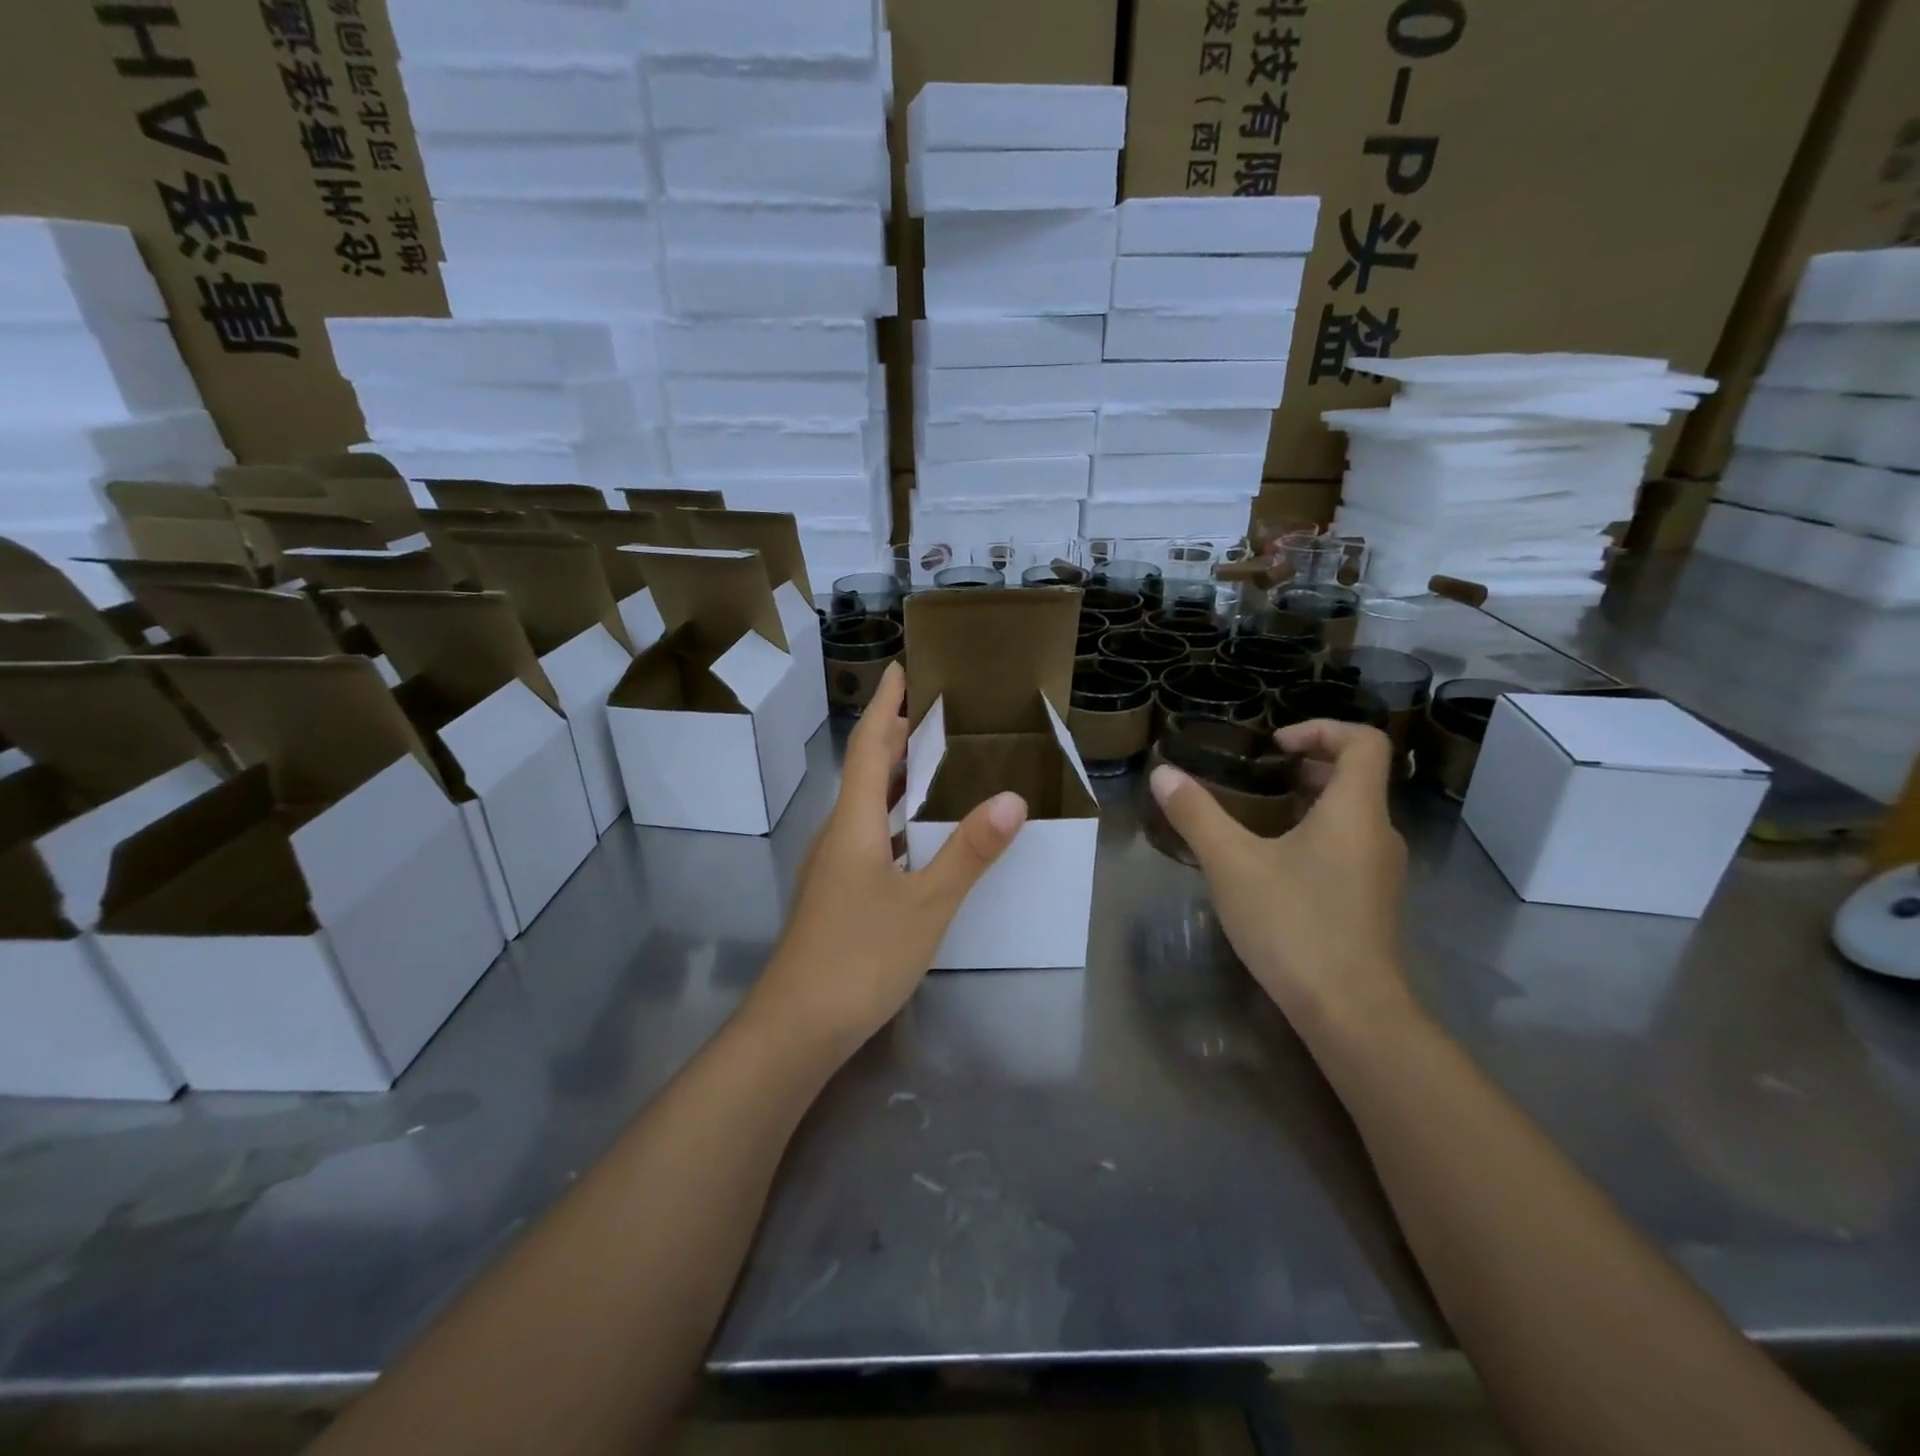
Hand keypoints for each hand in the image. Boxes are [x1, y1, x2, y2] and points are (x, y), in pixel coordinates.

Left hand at [748, 662, 1027, 1059]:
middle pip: (865, 772)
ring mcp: (833, 867)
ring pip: (866, 807)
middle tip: (931, 712)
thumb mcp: (927, 904)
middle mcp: (838, 835)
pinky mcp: (837, 894)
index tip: (900, 670)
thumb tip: (1012, 797)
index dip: (885, 707)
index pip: (868, 747)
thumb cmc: (860, 956)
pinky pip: (869, 838)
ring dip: (894, 779)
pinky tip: (919, 837)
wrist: (796, 1026)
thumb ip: (969, 852)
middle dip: (894, 737)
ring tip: (933, 764)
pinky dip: (895, 820)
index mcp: (854, 824)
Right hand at [1150, 720, 1410, 1034]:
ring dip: (1311, 802)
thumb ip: (1196, 814)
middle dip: (1309, 765)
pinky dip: (1317, 836)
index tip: (1276, 743)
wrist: (1350, 1013)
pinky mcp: (1372, 903)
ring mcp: (1381, 873)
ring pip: (1352, 816)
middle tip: (1261, 774)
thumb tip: (1162, 773)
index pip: (1364, 742)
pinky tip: (1274, 865)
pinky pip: (1349, 848)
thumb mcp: (1232, 864)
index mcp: (1355, 811)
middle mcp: (1379, 834)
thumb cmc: (1294, 925)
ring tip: (1260, 815)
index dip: (1322, 728)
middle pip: (1357, 777)